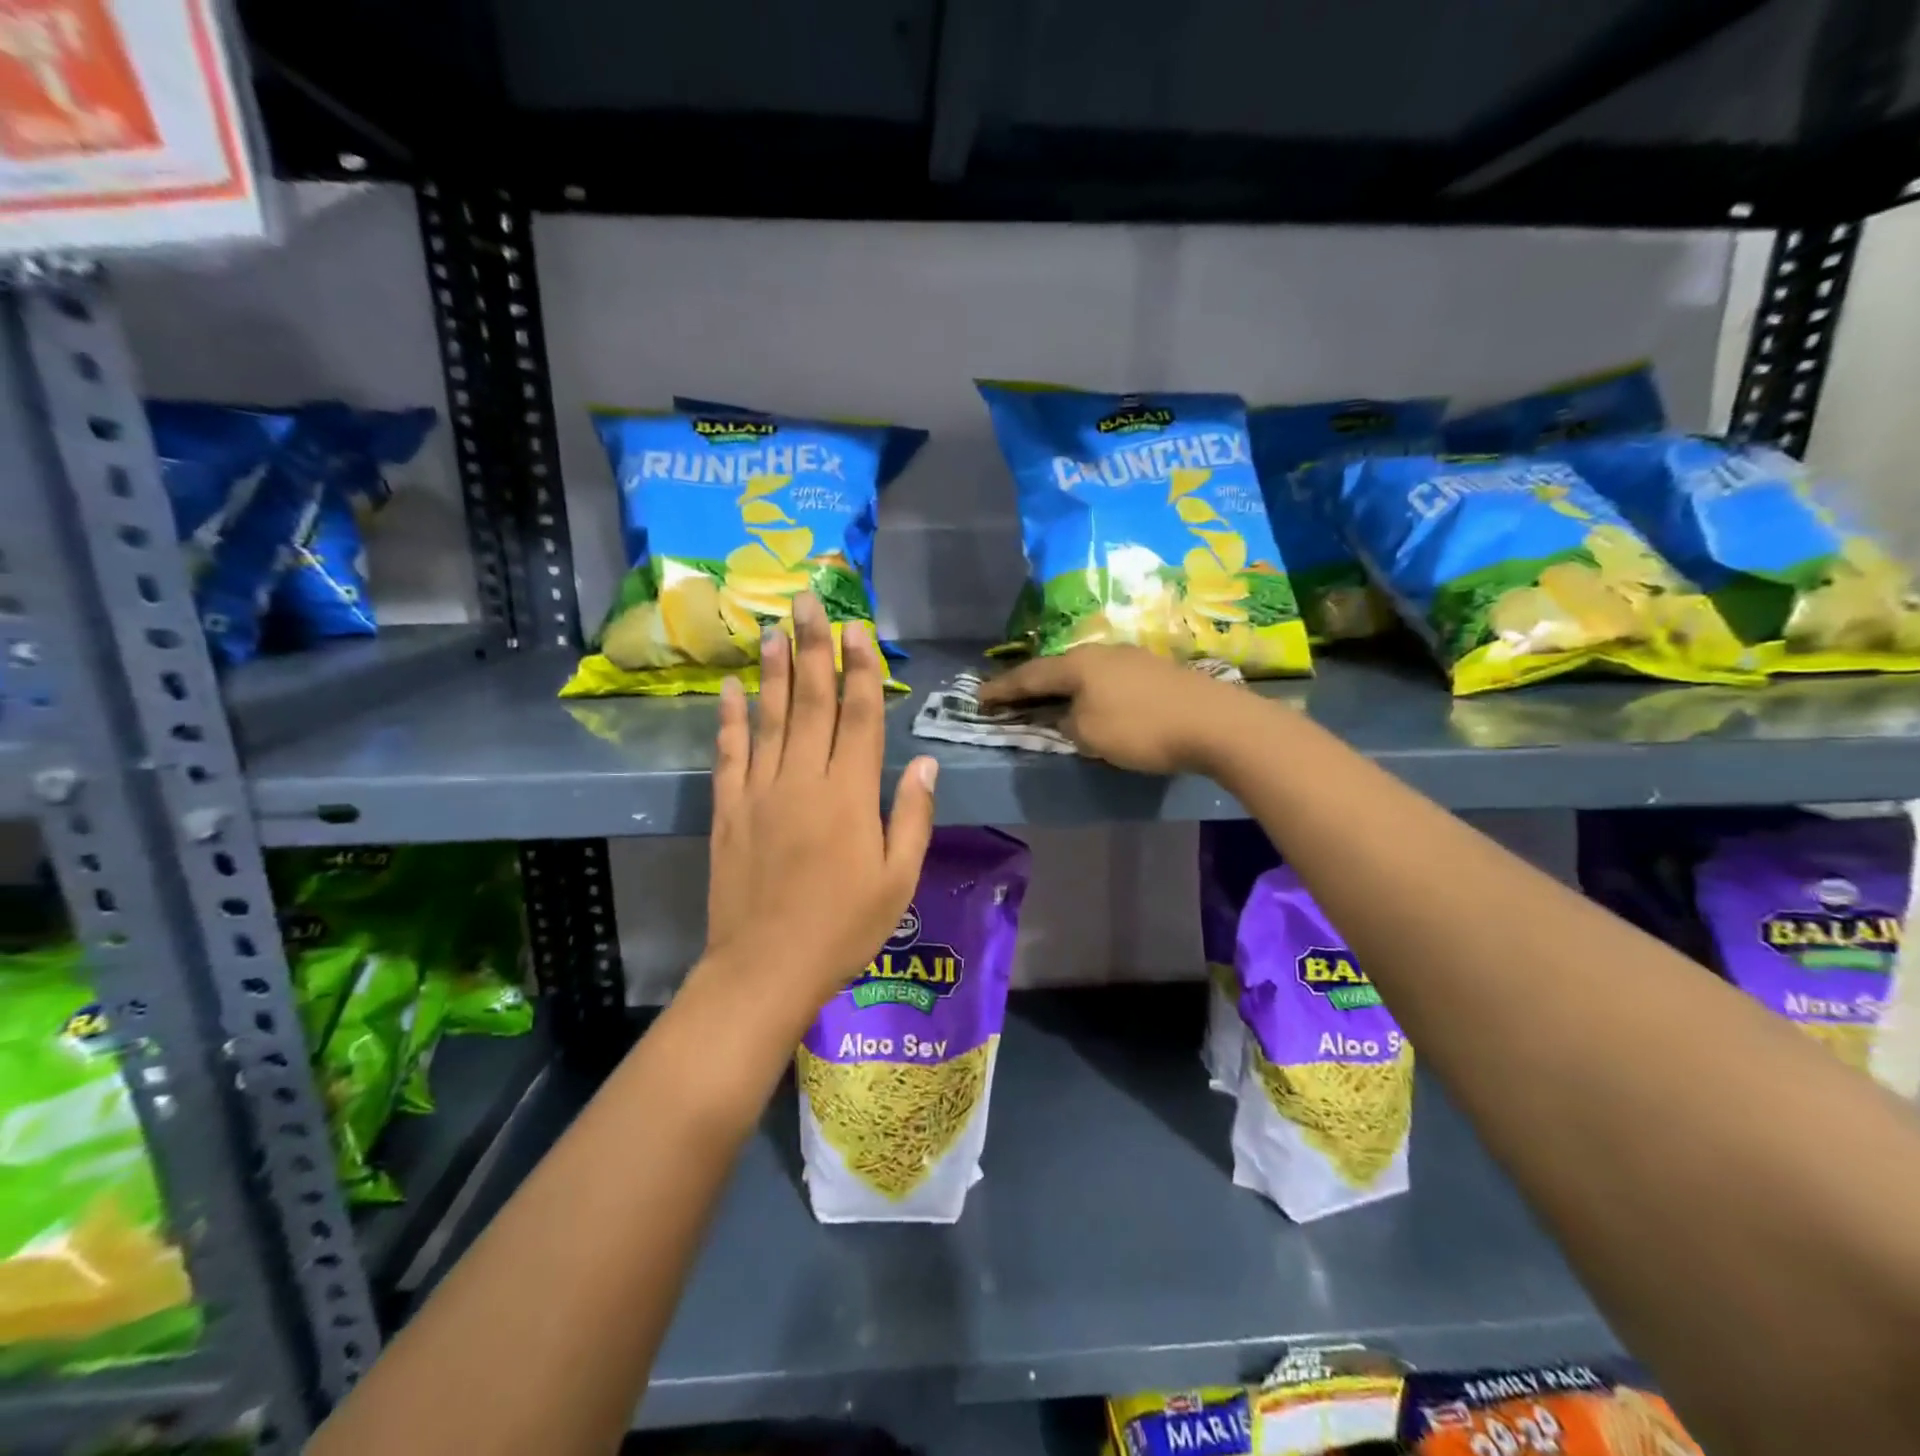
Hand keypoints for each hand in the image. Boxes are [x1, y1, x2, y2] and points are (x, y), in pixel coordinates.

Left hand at [701, 593, 937, 1028]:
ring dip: (773, 670)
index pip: (859, 716)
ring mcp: (761, 792)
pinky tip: (730, 687)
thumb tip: (923, 760)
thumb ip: (911, 816)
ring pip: (769, 717)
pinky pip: (729, 753)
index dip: (860, 669)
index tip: (857, 628)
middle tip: (808, 601)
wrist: (765, 968)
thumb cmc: (844, 928)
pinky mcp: (728, 810)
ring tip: (774, 628)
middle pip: (811, 702)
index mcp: (850, 795)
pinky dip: (729, 717)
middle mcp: (804, 780)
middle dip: (813, 648)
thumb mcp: (898, 880)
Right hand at [975, 645, 1242, 774]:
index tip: (978, 697)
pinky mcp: (1157, 672)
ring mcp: (1133, 658)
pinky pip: (1108, 680)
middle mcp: (1102, 653)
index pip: (1030, 676)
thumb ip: (1066, 723)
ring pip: (1085, 672)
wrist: (1216, 723)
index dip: (1002, 689)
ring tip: (1050, 700)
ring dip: (1063, 688)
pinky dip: (1091, 692)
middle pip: (1057, 668)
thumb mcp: (1090, 734)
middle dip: (1032, 683)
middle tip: (1011, 696)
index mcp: (1079, 664)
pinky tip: (1095, 701)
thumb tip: (1064, 717)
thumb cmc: (1142, 729)